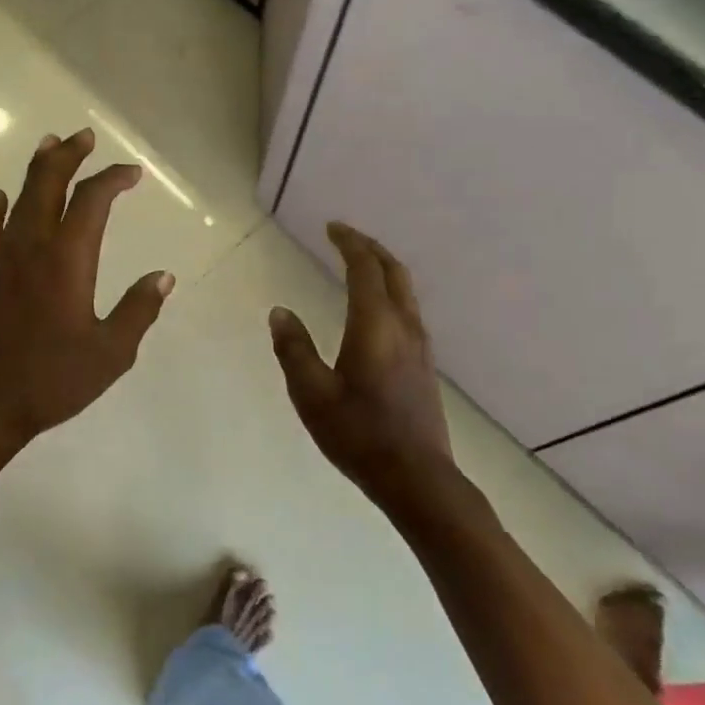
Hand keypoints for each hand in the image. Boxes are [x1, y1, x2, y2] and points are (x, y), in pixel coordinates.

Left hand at [0, 128, 173, 448]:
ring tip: (48, 145)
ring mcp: (0, 259)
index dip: (113, 179)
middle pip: (49, 184)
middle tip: (84, 136)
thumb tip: (163, 276)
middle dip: (69, 155)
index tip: (132, 174)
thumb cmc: (53, 380)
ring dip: (36, 169)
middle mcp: (32, 247)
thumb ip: (138, 310)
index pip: (93, 202)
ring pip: (18, 199)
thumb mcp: (111, 353)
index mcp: (68, 260)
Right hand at [269, 223, 462, 517]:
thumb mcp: (312, 394)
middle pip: (393, 271)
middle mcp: (403, 326)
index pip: (364, 268)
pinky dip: (390, 292)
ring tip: (359, 265)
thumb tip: (280, 312)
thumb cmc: (358, 434)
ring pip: (405, 290)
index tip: (332, 227)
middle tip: (346, 237)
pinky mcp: (424, 364)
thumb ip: (294, 349)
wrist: (416, 477)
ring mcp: (419, 346)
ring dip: (383, 269)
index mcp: (375, 325)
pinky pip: (408, 310)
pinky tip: (375, 309)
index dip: (349, 243)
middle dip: (370, 248)